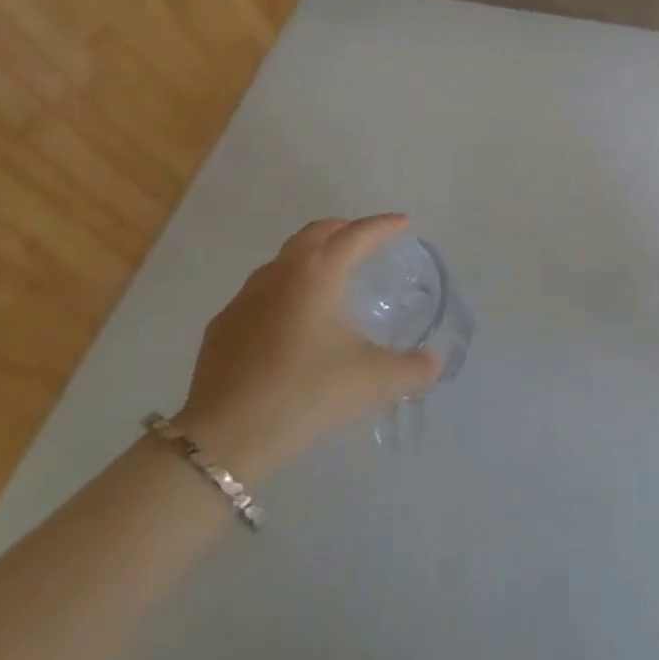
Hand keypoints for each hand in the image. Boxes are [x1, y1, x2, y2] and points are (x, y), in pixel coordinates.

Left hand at [173, 215, 440, 476]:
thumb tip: (435, 362)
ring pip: (284, 261)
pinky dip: (284, 293)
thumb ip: (413, 368)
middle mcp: (280, 272)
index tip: (403, 223)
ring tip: (330, 280)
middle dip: (344, 230)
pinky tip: (290, 324)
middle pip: (316, 233)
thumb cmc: (307, 393)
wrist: (226, 436)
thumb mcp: (373, 381)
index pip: (357, 234)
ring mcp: (245, 297)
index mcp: (319, 272)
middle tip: (366, 242)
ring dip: (311, 259)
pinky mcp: (223, 326)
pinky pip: (261, 294)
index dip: (384, 226)